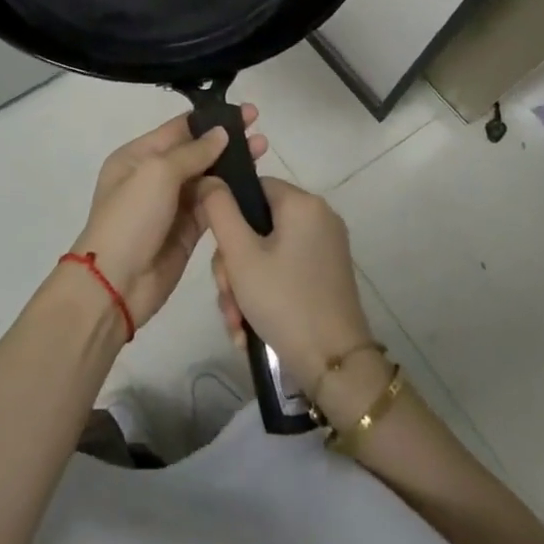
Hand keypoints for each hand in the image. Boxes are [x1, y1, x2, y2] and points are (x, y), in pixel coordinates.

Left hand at [70, 106, 266, 327]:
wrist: (116, 283)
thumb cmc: (131, 218)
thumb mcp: (157, 173)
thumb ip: (192, 152)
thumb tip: (221, 133)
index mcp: (137, 156)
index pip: (178, 129)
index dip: (211, 120)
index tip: (245, 112)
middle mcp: (153, 177)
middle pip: (196, 152)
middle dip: (226, 141)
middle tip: (260, 131)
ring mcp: (170, 205)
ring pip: (207, 178)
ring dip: (233, 166)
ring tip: (263, 152)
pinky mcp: (186, 231)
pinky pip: (211, 206)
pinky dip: (230, 195)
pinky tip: (254, 185)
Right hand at [200, 176, 372, 389]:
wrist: (334, 365)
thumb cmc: (284, 301)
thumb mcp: (240, 255)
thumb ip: (219, 210)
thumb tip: (208, 178)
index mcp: (302, 203)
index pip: (252, 187)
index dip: (228, 215)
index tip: (219, 252)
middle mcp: (319, 217)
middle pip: (257, 225)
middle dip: (233, 264)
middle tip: (226, 295)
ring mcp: (325, 247)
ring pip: (266, 252)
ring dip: (243, 285)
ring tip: (236, 321)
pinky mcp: (326, 274)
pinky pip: (284, 270)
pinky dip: (264, 292)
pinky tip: (248, 327)